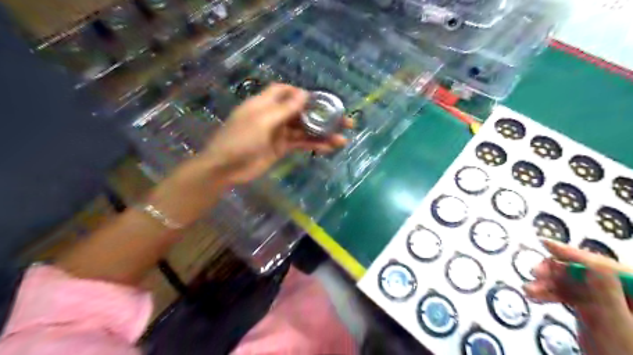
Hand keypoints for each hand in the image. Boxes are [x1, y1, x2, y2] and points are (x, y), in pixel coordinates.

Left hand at [198, 82, 351, 184]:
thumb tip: (305, 93)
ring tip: (342, 139)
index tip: (321, 99)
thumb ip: (285, 108)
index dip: (302, 93)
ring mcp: (279, 133)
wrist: (226, 169)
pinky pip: (300, 144)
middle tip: (344, 121)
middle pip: (301, 112)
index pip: (285, 91)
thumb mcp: (262, 121)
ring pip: (304, 130)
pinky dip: (314, 145)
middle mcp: (274, 115)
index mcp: (265, 103)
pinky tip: (329, 148)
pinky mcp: (281, 148)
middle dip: (321, 115)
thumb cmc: (240, 140)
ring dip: (322, 133)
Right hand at [522, 239, 632, 354]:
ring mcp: (608, 303)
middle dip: (556, 272)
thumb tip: (589, 262)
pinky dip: (550, 294)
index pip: (608, 267)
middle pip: (586, 273)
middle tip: (535, 273)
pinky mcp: (593, 311)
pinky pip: (569, 295)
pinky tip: (534, 296)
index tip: (546, 244)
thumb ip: (605, 293)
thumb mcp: (615, 325)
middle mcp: (623, 295)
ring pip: (573, 284)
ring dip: (547, 284)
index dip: (575, 254)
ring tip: (528, 289)